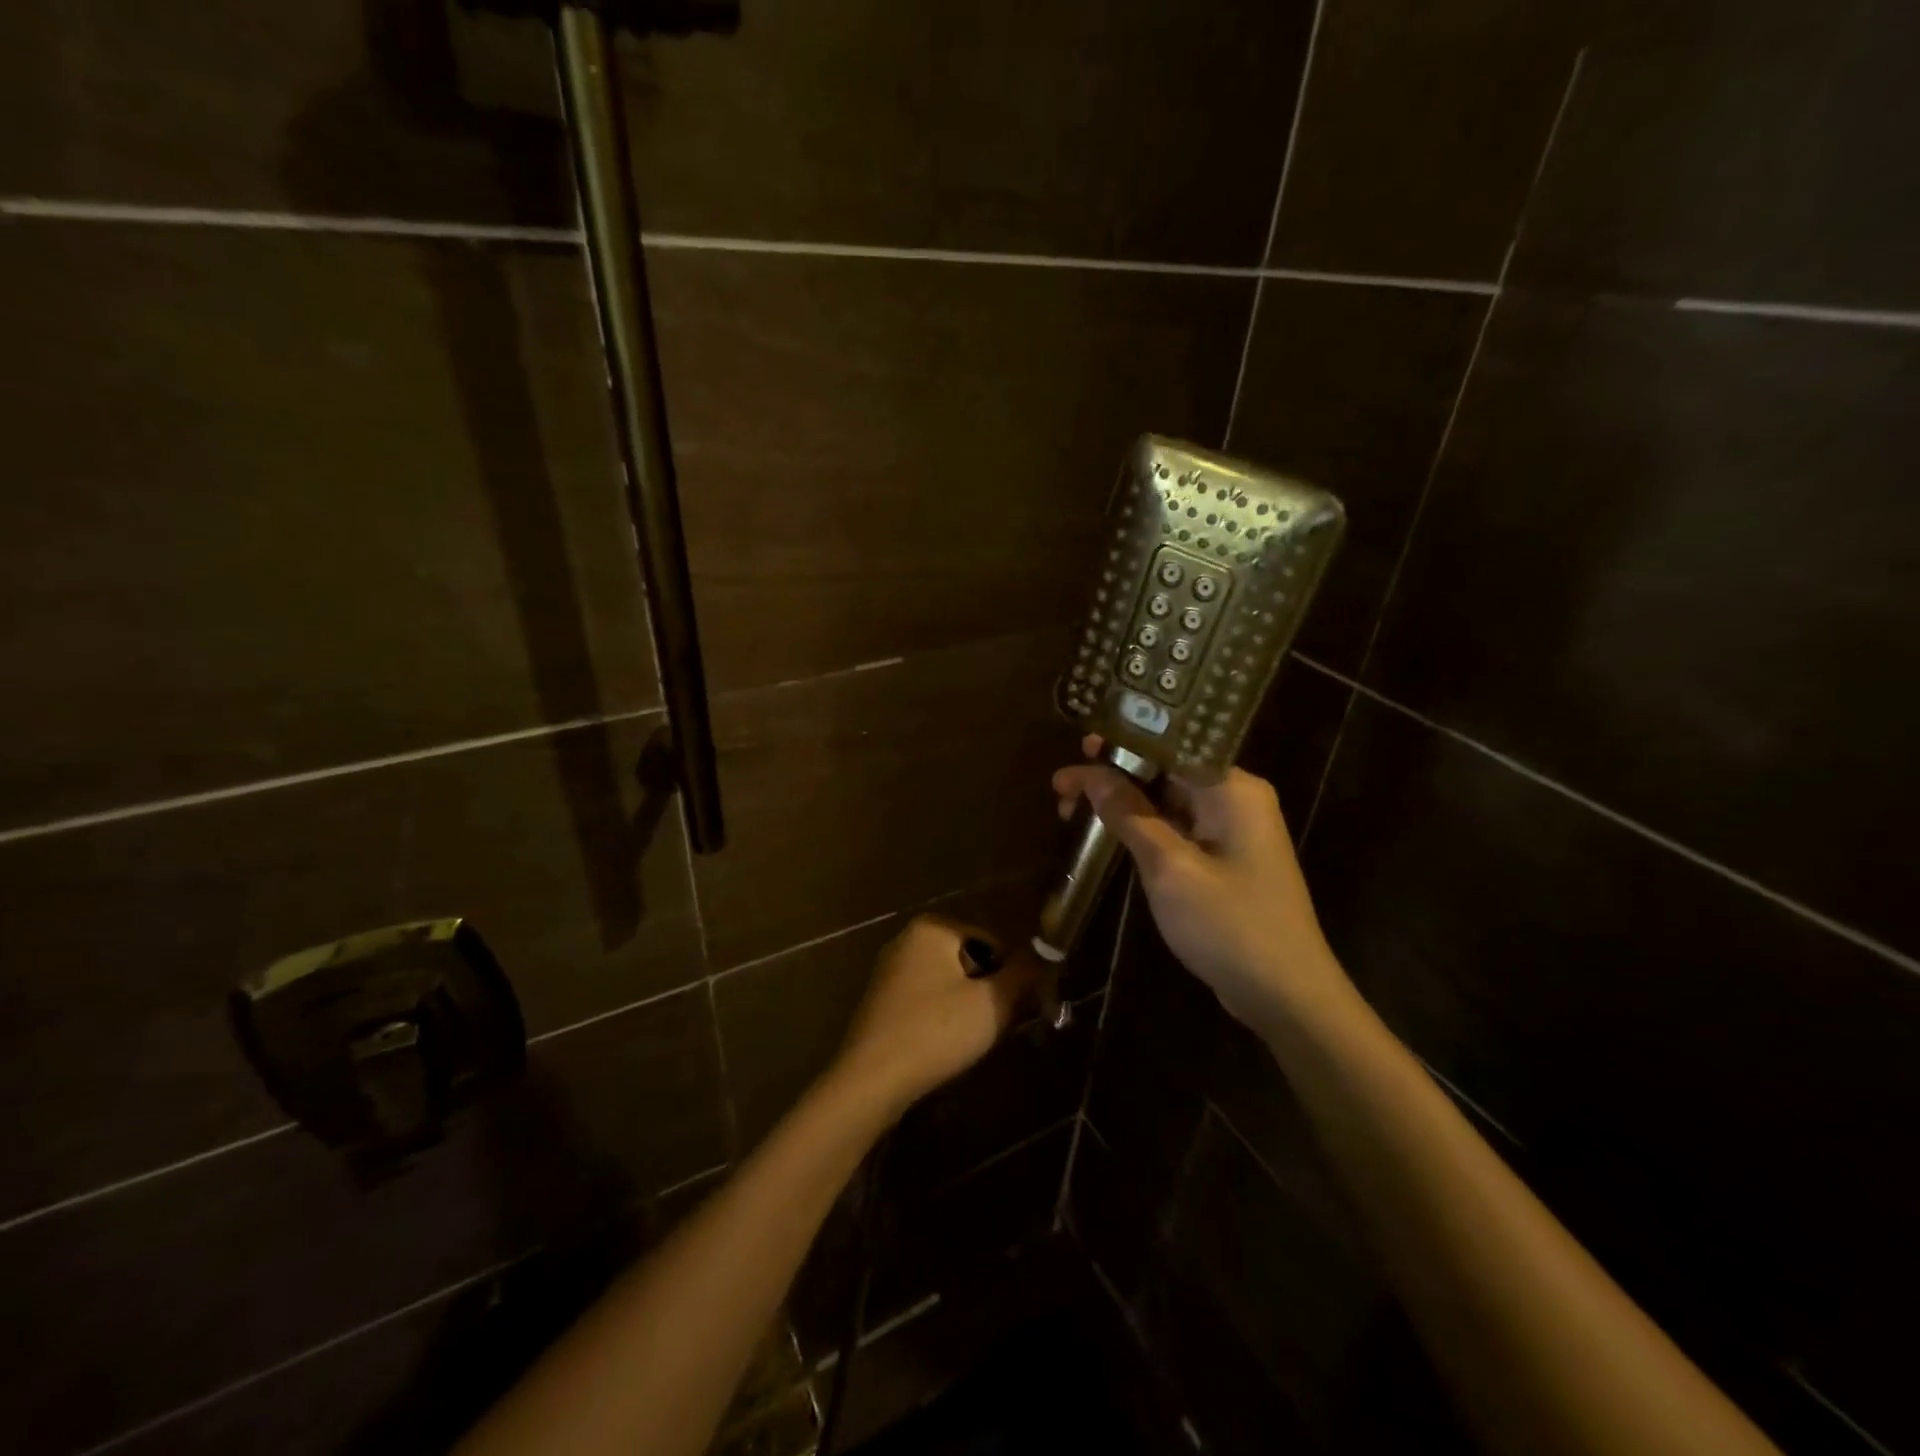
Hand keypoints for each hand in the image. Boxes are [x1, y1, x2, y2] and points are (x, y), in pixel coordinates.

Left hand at [829, 915, 1037, 1116]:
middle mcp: (907, 938)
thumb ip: (1022, 974)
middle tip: (998, 1023)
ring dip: (967, 1004)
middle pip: (969, 958)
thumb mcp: (991, 1003)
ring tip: (973, 1038)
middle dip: (988, 988)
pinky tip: (946, 1044)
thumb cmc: (936, 1031)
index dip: (1013, 972)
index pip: (992, 940)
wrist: (871, 1079)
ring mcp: (890, 968)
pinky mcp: (881, 998)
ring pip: (948, 980)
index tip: (1020, 1006)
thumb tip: (1043, 953)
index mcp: (933, 927)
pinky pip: (926, 997)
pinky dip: (942, 1014)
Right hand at [1053, 736, 1350, 1032]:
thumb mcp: (1169, 867)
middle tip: (1062, 788)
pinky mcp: (1223, 857)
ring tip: (1070, 808)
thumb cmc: (1229, 925)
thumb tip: (1091, 773)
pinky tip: (1107, 830)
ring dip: (1122, 803)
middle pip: (1166, 770)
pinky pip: (1176, 827)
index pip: (1170, 745)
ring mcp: (1230, 829)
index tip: (1079, 745)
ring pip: (1167, 800)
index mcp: (1232, 789)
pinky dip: (1141, 827)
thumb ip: (1129, 814)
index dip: (1121, 743)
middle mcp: (1235, 798)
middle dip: (1114, 774)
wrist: (1285, 995)